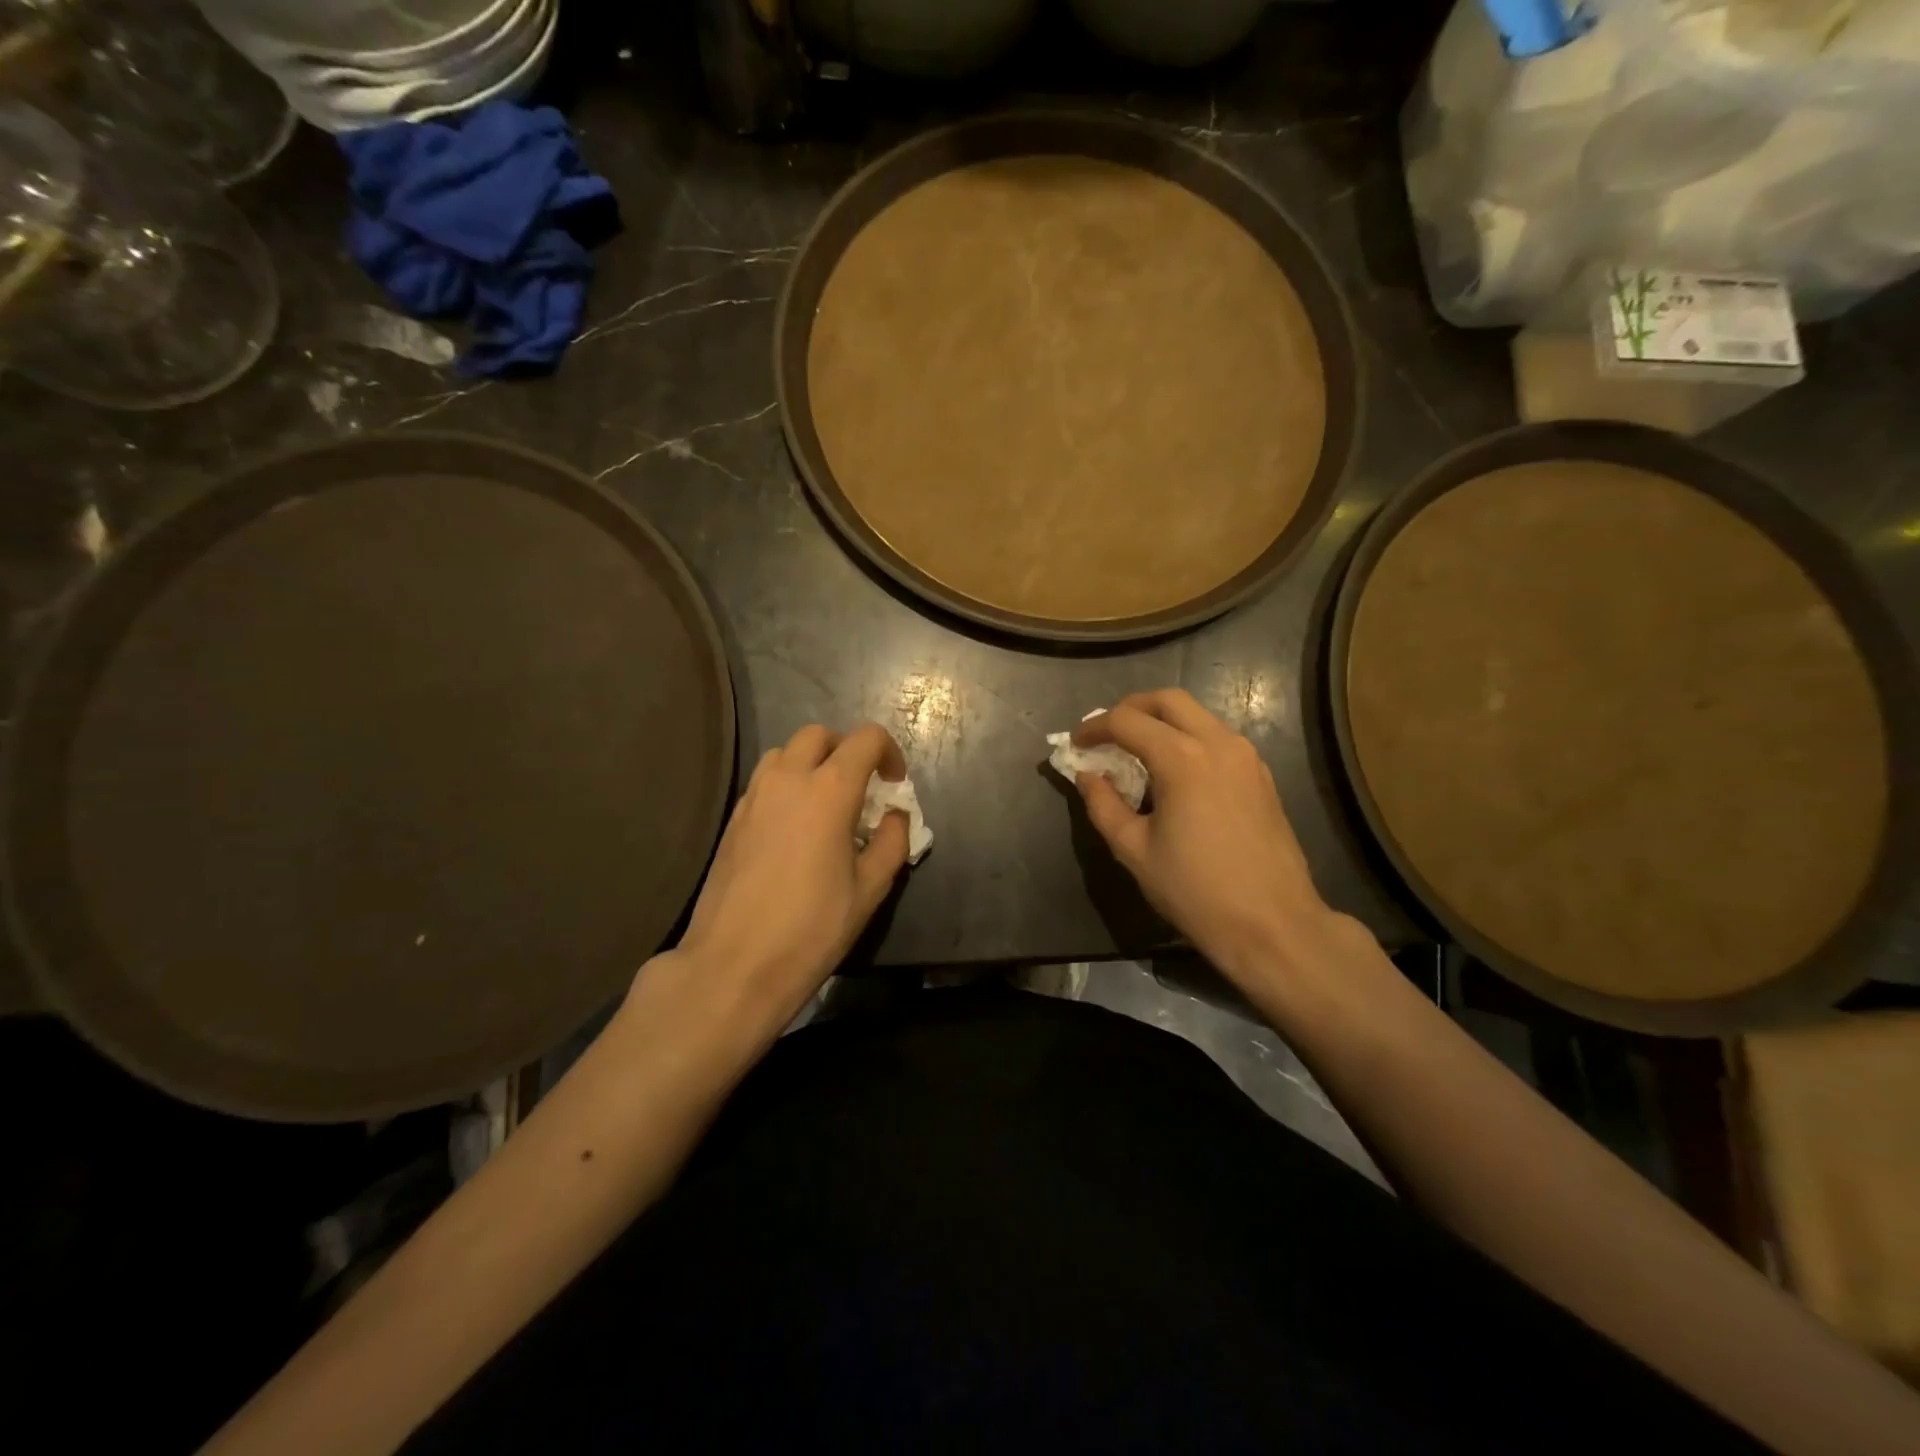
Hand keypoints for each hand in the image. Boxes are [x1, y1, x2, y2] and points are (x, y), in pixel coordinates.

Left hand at [671, 722, 909, 1021]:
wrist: (733, 965)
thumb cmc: (811, 928)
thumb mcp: (869, 890)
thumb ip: (892, 842)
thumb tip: (894, 817)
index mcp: (829, 791)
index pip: (865, 739)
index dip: (888, 752)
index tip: (894, 784)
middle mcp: (788, 780)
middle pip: (819, 735)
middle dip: (847, 750)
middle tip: (862, 788)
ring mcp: (754, 797)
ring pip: (785, 752)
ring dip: (812, 763)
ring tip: (826, 803)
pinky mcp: (733, 819)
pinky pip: (764, 781)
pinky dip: (787, 784)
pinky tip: (795, 827)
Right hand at [1072, 689, 1342, 988]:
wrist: (1272, 924)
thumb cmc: (1195, 890)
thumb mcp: (1134, 851)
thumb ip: (1103, 805)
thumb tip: (1088, 776)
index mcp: (1182, 758)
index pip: (1127, 721)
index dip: (1095, 727)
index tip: (1076, 744)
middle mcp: (1217, 743)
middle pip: (1168, 700)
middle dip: (1131, 709)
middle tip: (1107, 734)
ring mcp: (1246, 757)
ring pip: (1198, 715)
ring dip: (1162, 722)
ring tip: (1138, 753)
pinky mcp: (1261, 775)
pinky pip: (1218, 738)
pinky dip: (1189, 739)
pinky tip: (1175, 773)